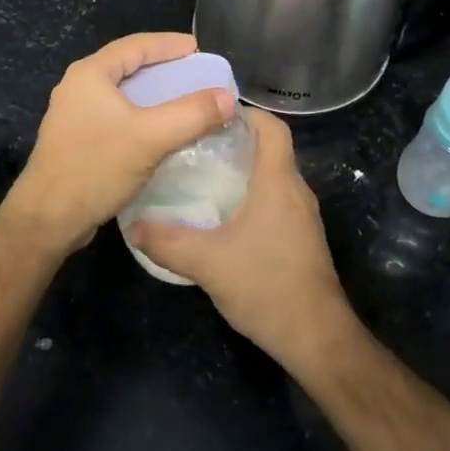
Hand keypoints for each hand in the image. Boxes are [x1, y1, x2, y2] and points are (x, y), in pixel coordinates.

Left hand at [2, 33, 235, 256]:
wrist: (48, 219)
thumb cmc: (95, 167)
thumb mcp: (150, 137)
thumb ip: (192, 114)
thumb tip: (227, 96)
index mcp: (90, 74)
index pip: (135, 46)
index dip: (169, 45)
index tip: (198, 49)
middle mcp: (78, 88)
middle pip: (127, 67)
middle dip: (163, 69)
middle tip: (195, 74)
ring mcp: (74, 115)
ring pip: (122, 95)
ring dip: (153, 95)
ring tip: (184, 101)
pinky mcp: (77, 140)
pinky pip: (116, 117)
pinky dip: (141, 117)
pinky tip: (160, 133)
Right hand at [127, 109, 357, 371]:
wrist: (316, 337)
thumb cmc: (266, 286)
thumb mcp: (207, 263)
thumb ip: (167, 242)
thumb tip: (133, 227)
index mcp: (278, 182)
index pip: (272, 128)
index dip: (245, 113)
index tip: (210, 114)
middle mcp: (295, 191)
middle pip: (270, 149)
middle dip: (234, 141)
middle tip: (193, 145)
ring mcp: (302, 216)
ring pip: (272, 177)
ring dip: (242, 171)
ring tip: (201, 176)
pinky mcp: (301, 238)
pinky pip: (275, 201)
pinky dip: (250, 196)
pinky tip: (222, 215)